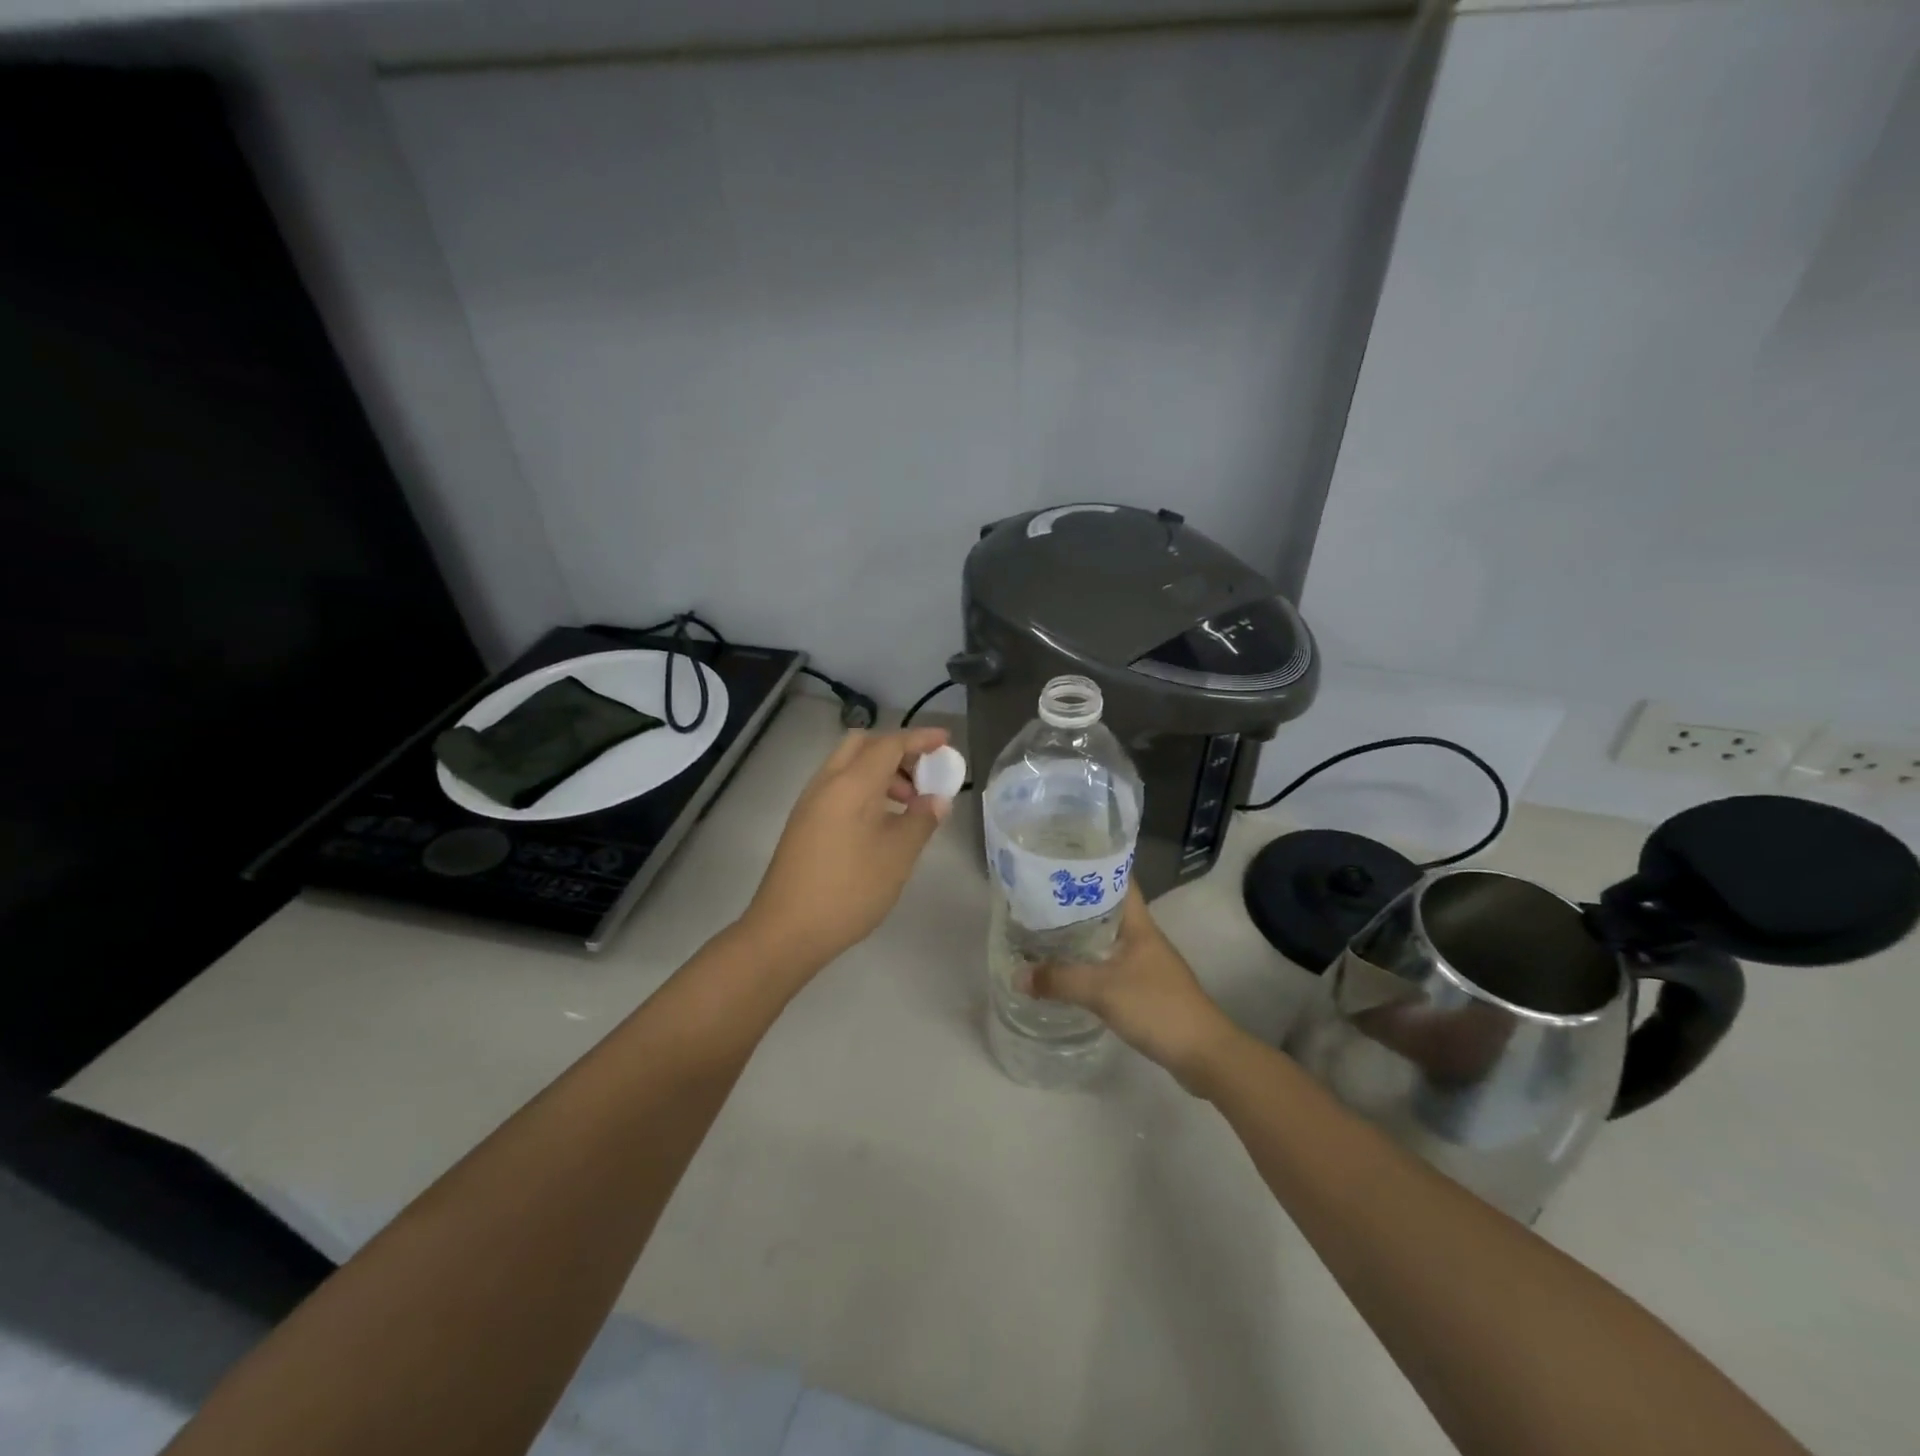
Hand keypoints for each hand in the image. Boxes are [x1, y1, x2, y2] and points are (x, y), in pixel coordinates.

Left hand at [741, 727, 953, 969]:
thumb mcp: (897, 856)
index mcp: (851, 784)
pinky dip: (864, 789)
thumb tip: (937, 798)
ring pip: (848, 766)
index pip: (889, 744)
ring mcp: (810, 803)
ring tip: (908, 805)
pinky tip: (881, 822)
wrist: (786, 931)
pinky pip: (838, 787)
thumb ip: (921, 820)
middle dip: (897, 751)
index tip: (946, 741)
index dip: (920, 739)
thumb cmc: (849, 891)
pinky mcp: (803, 823)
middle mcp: (826, 783)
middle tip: (923, 776)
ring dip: (881, 772)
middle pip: (863, 745)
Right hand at [1029, 886, 1240, 1092]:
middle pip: (1108, 908)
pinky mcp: (1146, 989)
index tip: (1060, 861)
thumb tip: (1017, 975)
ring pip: (1108, 938)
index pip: (1118, 880)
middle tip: (1038, 897)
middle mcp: (1143, 937)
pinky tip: (1068, 971)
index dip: (1092, 867)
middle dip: (1076, 902)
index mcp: (1139, 924)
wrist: (1203, 1054)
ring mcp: (1147, 964)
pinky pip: (1110, 965)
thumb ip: (1059, 980)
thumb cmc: (1157, 1007)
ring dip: (1081, 934)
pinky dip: (1089, 963)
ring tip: (1044, 931)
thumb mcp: (1102, 990)